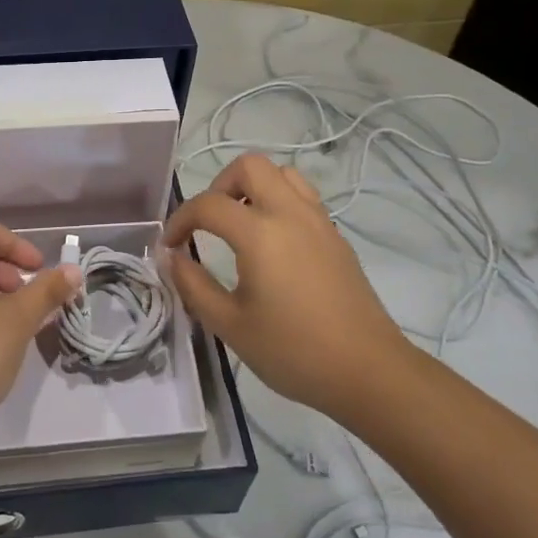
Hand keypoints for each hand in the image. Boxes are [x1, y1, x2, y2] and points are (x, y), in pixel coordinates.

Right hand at [164, 154, 418, 418]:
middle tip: (208, 222)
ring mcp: (319, 221)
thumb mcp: (230, 325)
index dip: (180, 219)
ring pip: (282, 174)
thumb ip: (193, 285)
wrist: (368, 371)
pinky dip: (277, 202)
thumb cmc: (293, 351)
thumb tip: (171, 257)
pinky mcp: (335, 236)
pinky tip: (271, 244)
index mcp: (261, 233)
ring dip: (252, 188)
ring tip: (239, 225)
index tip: (170, 245)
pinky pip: (302, 197)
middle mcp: (291, 214)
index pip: (208, 204)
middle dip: (218, 185)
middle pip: (250, 166)